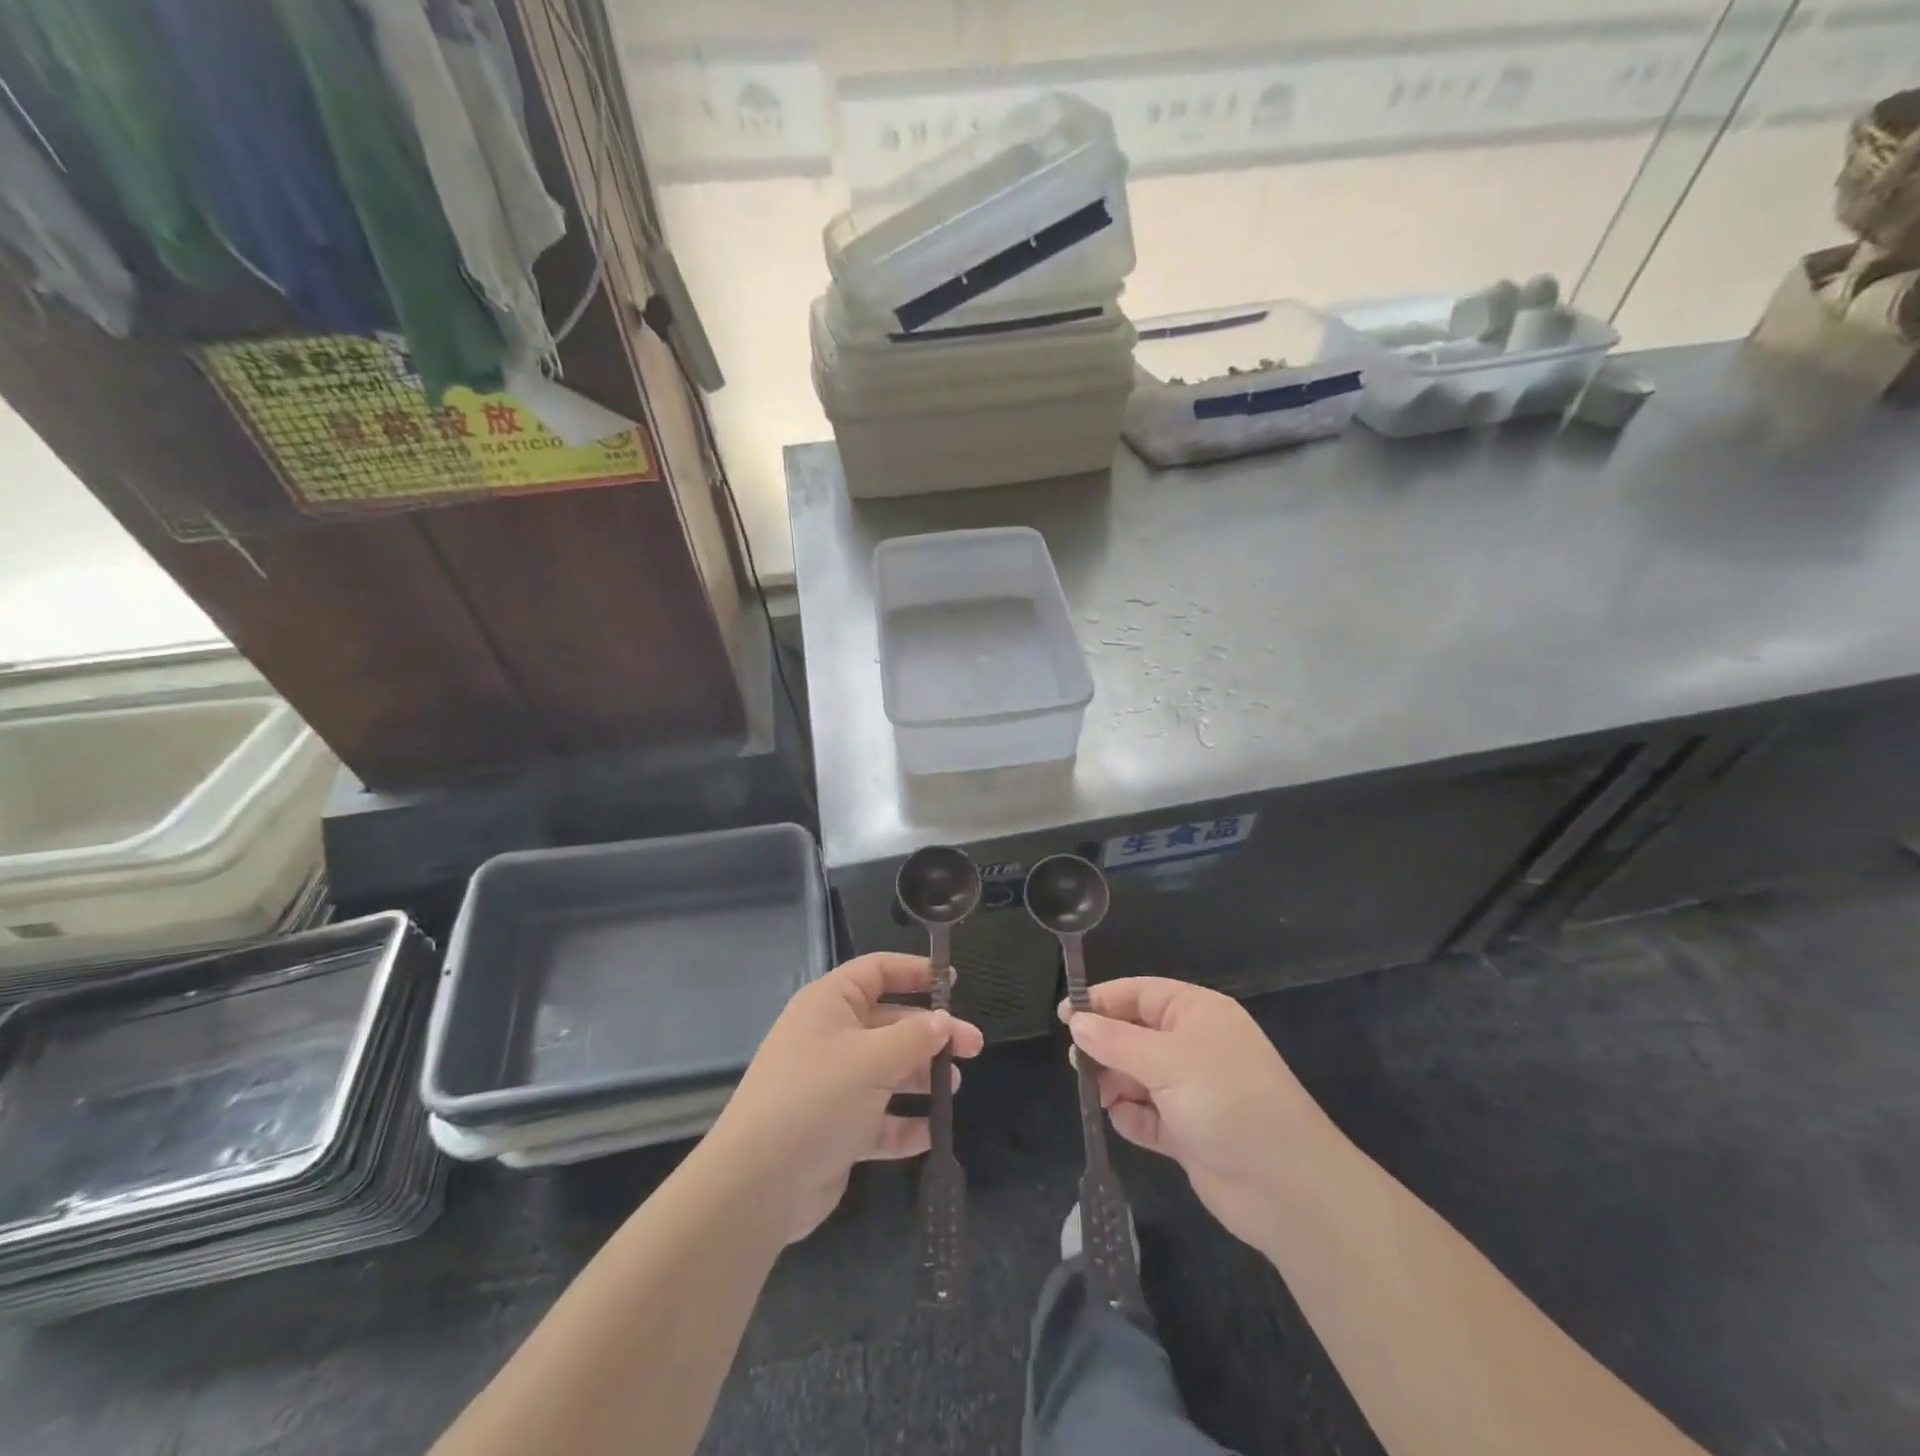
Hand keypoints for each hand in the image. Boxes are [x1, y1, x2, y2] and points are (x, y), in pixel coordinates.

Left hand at [706, 953, 983, 1243]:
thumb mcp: (872, 1059)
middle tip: (973, 1047)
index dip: (914, 972)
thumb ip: (915, 1037)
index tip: (953, 981)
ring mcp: (832, 1085)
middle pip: (890, 1023)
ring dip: (920, 1077)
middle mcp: (830, 1038)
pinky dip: (903, 1123)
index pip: (877, 972)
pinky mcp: (836, 1129)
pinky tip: (929, 1133)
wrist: (757, 1185)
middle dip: (931, 1033)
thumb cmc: (816, 1099)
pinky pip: (878, 1118)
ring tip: (952, 1088)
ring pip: (887, 1070)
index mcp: (830, 1004)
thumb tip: (944, 1022)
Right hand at [1062, 978, 1338, 1250]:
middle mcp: (1193, 1046)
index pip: (1139, 993)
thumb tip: (1076, 1022)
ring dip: (1114, 1084)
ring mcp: (1191, 1090)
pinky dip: (1132, 1117)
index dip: (1101, 1001)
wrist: (1288, 1188)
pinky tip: (1123, 1121)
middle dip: (1105, 1046)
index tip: (1064, 1015)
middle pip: (1134, 1034)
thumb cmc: (1227, 1102)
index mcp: (1196, 1013)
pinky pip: (1147, 1115)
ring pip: (1136, 1075)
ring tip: (1097, 1095)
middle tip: (1077, 1063)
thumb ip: (1115, 1040)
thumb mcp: (1166, 1061)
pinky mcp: (1189, 1131)